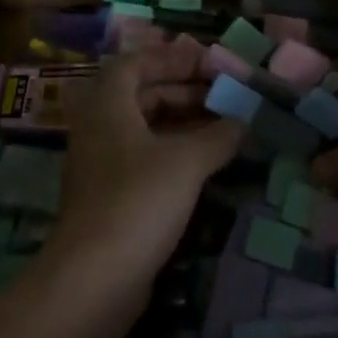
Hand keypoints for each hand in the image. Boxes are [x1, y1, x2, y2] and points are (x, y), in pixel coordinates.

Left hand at [49, 38, 242, 288]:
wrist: (93, 280)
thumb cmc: (138, 201)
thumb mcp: (186, 162)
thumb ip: (218, 136)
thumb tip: (244, 121)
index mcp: (108, 105)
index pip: (135, 63)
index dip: (170, 57)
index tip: (205, 62)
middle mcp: (99, 128)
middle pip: (140, 94)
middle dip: (182, 90)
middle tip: (221, 94)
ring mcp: (101, 165)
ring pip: (144, 129)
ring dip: (181, 123)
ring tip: (222, 126)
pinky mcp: (108, 198)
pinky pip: (142, 159)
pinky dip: (172, 152)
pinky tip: (204, 165)